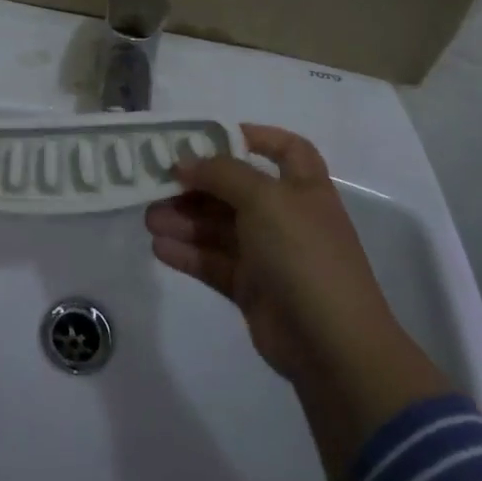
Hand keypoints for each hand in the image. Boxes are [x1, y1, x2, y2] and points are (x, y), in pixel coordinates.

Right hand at [145, 124, 449, 478]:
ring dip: (184, 219)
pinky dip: (187, 253)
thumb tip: (185, 162)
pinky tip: (159, 247)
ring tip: (149, 218)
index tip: (212, 136)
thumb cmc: (304, 254)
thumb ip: (222, 173)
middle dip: (197, 184)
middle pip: (236, 189)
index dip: (255, 137)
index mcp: (303, 188)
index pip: (286, 149)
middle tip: (158, 182)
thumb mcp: (265, 199)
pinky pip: (213, 261)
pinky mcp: (251, 288)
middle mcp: (286, 216)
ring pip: (219, 227)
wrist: (332, 344)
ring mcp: (269, 254)